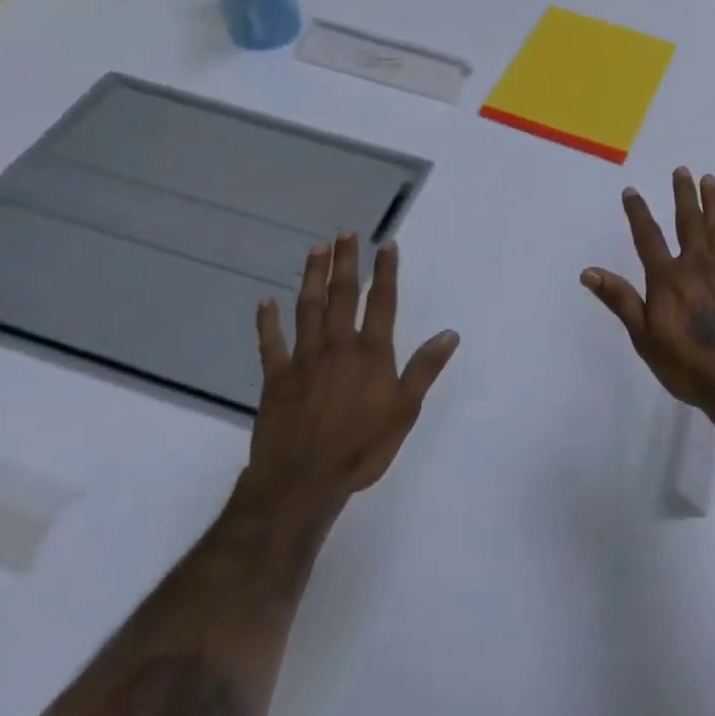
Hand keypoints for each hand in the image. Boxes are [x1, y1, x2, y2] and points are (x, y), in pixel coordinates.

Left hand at [241, 234, 459, 511]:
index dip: (386, 272)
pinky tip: (265, 302)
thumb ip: (424, 369)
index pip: (382, 303)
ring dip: (312, 277)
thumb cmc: (361, 449)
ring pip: (308, 309)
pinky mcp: (276, 378)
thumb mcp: (404, 412)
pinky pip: (270, 344)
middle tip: (345, 234)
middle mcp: (337, 347)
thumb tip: (449, 333)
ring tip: (316, 250)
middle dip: (346, 263)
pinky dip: (268, 322)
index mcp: (370, 354)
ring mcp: (303, 360)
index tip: (386, 244)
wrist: (303, 482)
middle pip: (343, 296)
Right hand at [582, 167, 714, 414]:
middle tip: (683, 171)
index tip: (631, 190)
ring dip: (714, 204)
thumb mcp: (644, 337)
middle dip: (684, 195)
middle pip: (689, 223)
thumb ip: (621, 300)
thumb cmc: (686, 365)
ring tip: (711, 180)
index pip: (648, 237)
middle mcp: (697, 267)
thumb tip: (589, 271)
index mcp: (668, 279)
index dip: (638, 213)